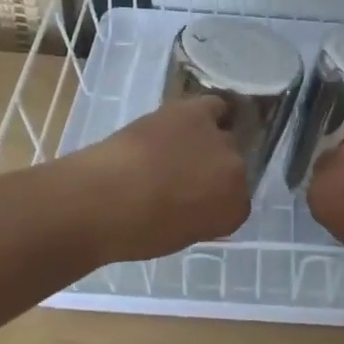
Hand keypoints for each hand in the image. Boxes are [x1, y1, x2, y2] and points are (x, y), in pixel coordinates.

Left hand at [73, 97, 251, 261]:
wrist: (105, 198)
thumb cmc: (135, 231)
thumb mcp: (177, 236)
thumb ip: (198, 217)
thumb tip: (193, 203)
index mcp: (234, 210)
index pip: (237, 203)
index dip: (214, 202)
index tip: (194, 205)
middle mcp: (237, 172)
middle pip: (234, 166)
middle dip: (212, 172)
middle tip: (184, 177)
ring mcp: (220, 141)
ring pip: (225, 135)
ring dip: (207, 142)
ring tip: (181, 147)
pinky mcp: (198, 113)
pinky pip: (216, 107)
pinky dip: (209, 112)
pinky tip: (189, 120)